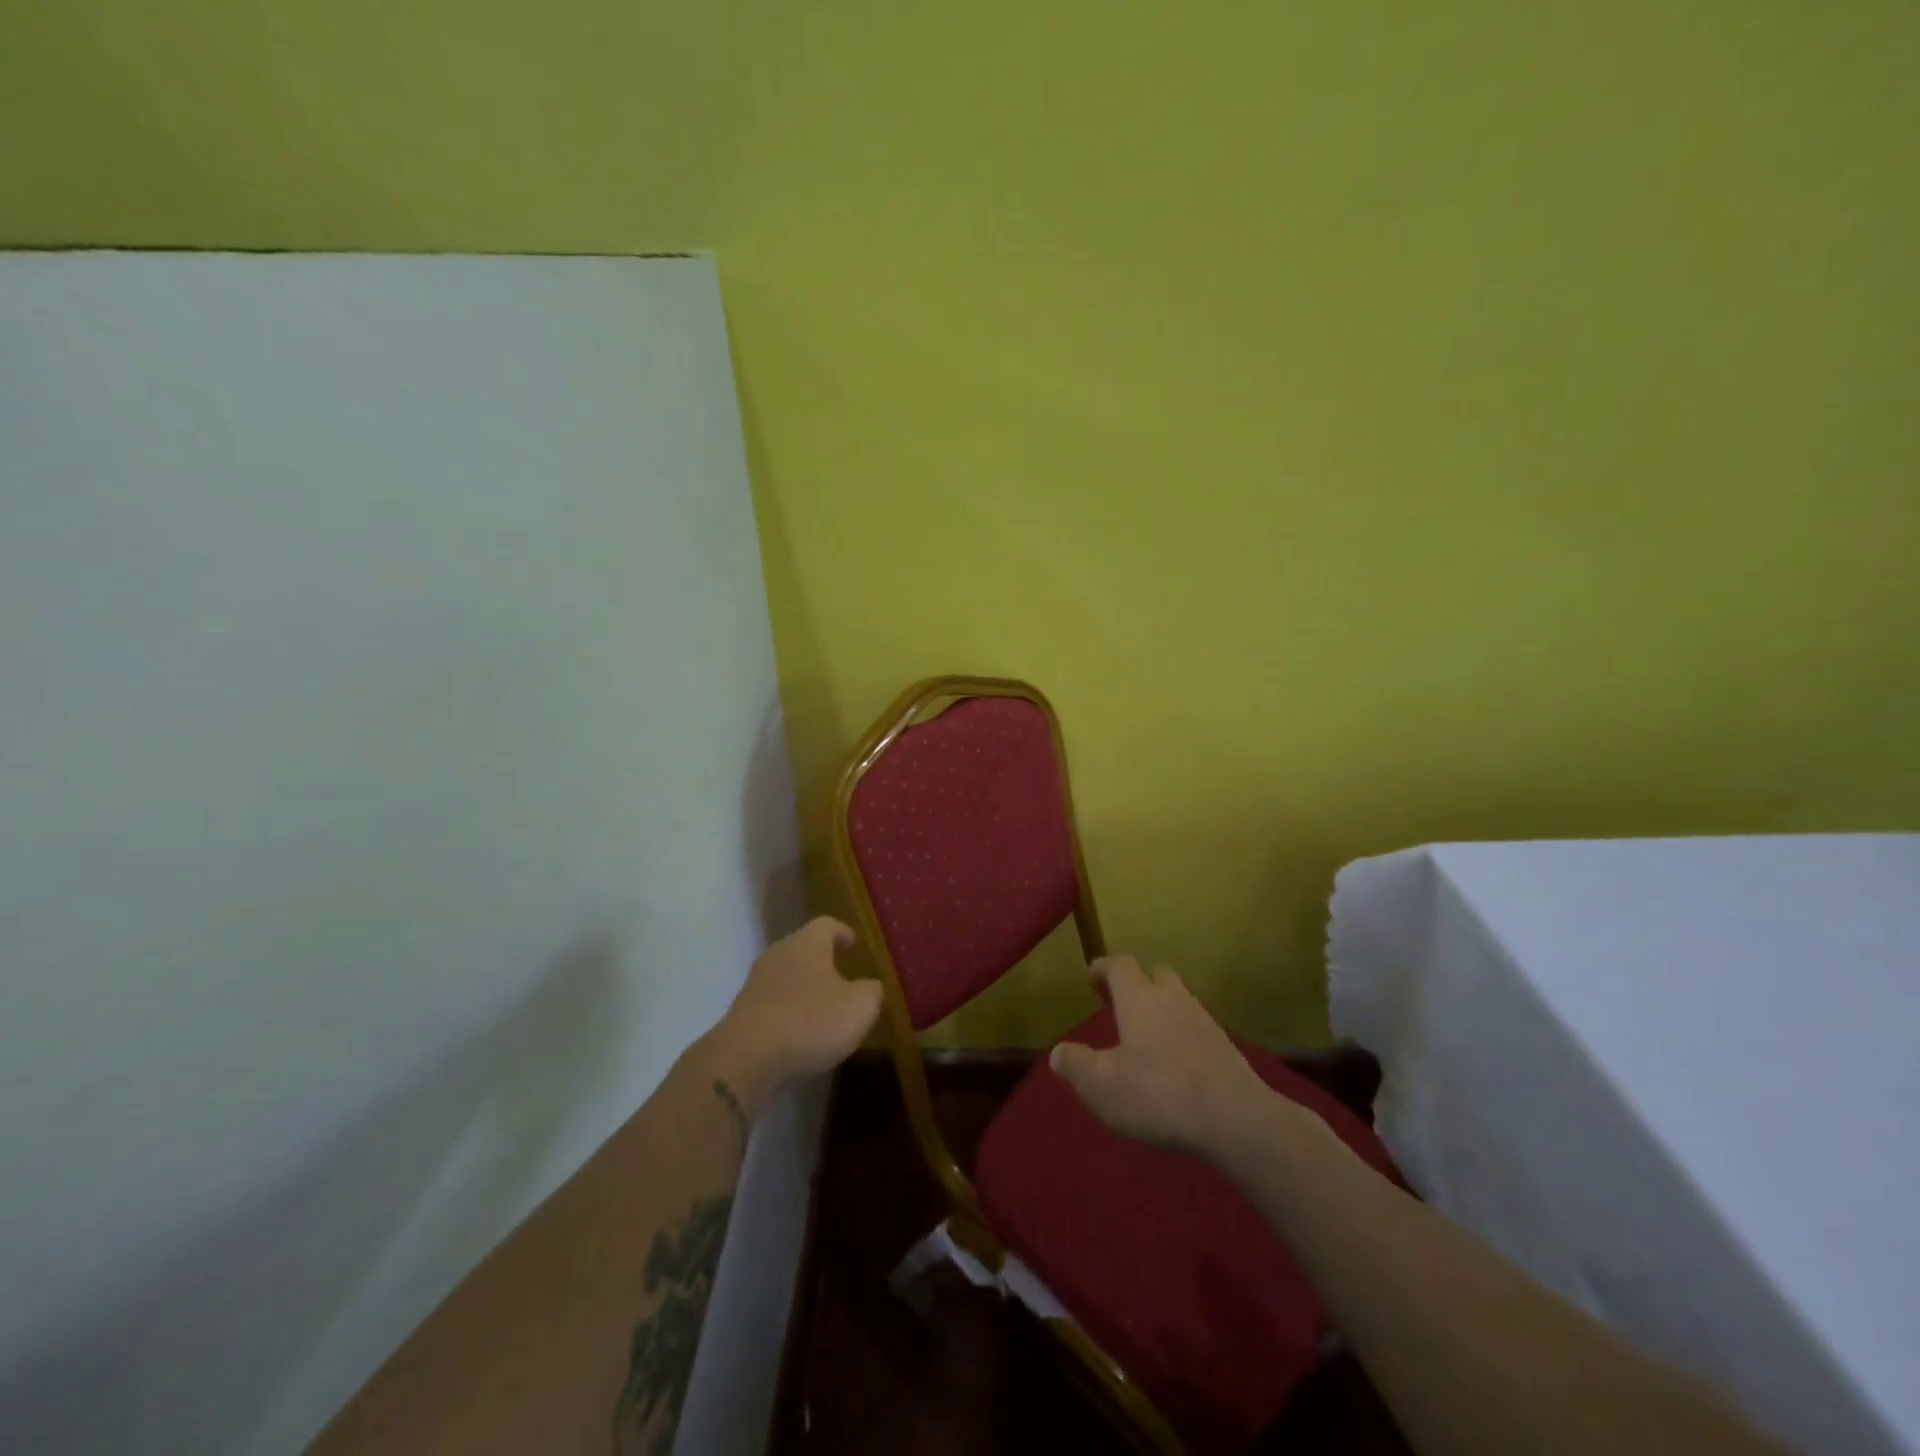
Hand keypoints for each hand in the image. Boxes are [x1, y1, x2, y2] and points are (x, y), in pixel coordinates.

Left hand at [707, 917, 882, 1116]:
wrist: (747, 1056)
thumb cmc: (811, 1020)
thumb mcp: (859, 1007)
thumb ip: (871, 992)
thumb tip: (870, 987)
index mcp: (808, 943)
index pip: (826, 925)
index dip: (842, 932)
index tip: (853, 942)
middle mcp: (779, 954)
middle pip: (802, 948)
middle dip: (821, 960)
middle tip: (840, 974)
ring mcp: (756, 982)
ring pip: (785, 975)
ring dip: (802, 987)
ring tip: (821, 1007)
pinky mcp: (742, 1011)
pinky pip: (771, 1003)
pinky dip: (787, 1011)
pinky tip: (798, 1032)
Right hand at [1049, 955, 1280, 1161]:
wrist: (1236, 1119)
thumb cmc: (1157, 1094)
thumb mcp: (1101, 1085)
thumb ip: (1076, 1065)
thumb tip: (1059, 1052)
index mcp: (1139, 998)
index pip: (1119, 965)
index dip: (1103, 968)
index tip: (1092, 978)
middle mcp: (1172, 999)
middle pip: (1155, 974)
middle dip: (1137, 983)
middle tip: (1121, 1004)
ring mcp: (1204, 1021)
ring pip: (1179, 1000)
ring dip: (1161, 1009)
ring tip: (1147, 1037)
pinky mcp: (1225, 1048)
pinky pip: (1196, 1028)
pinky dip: (1182, 1035)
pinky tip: (1176, 1064)